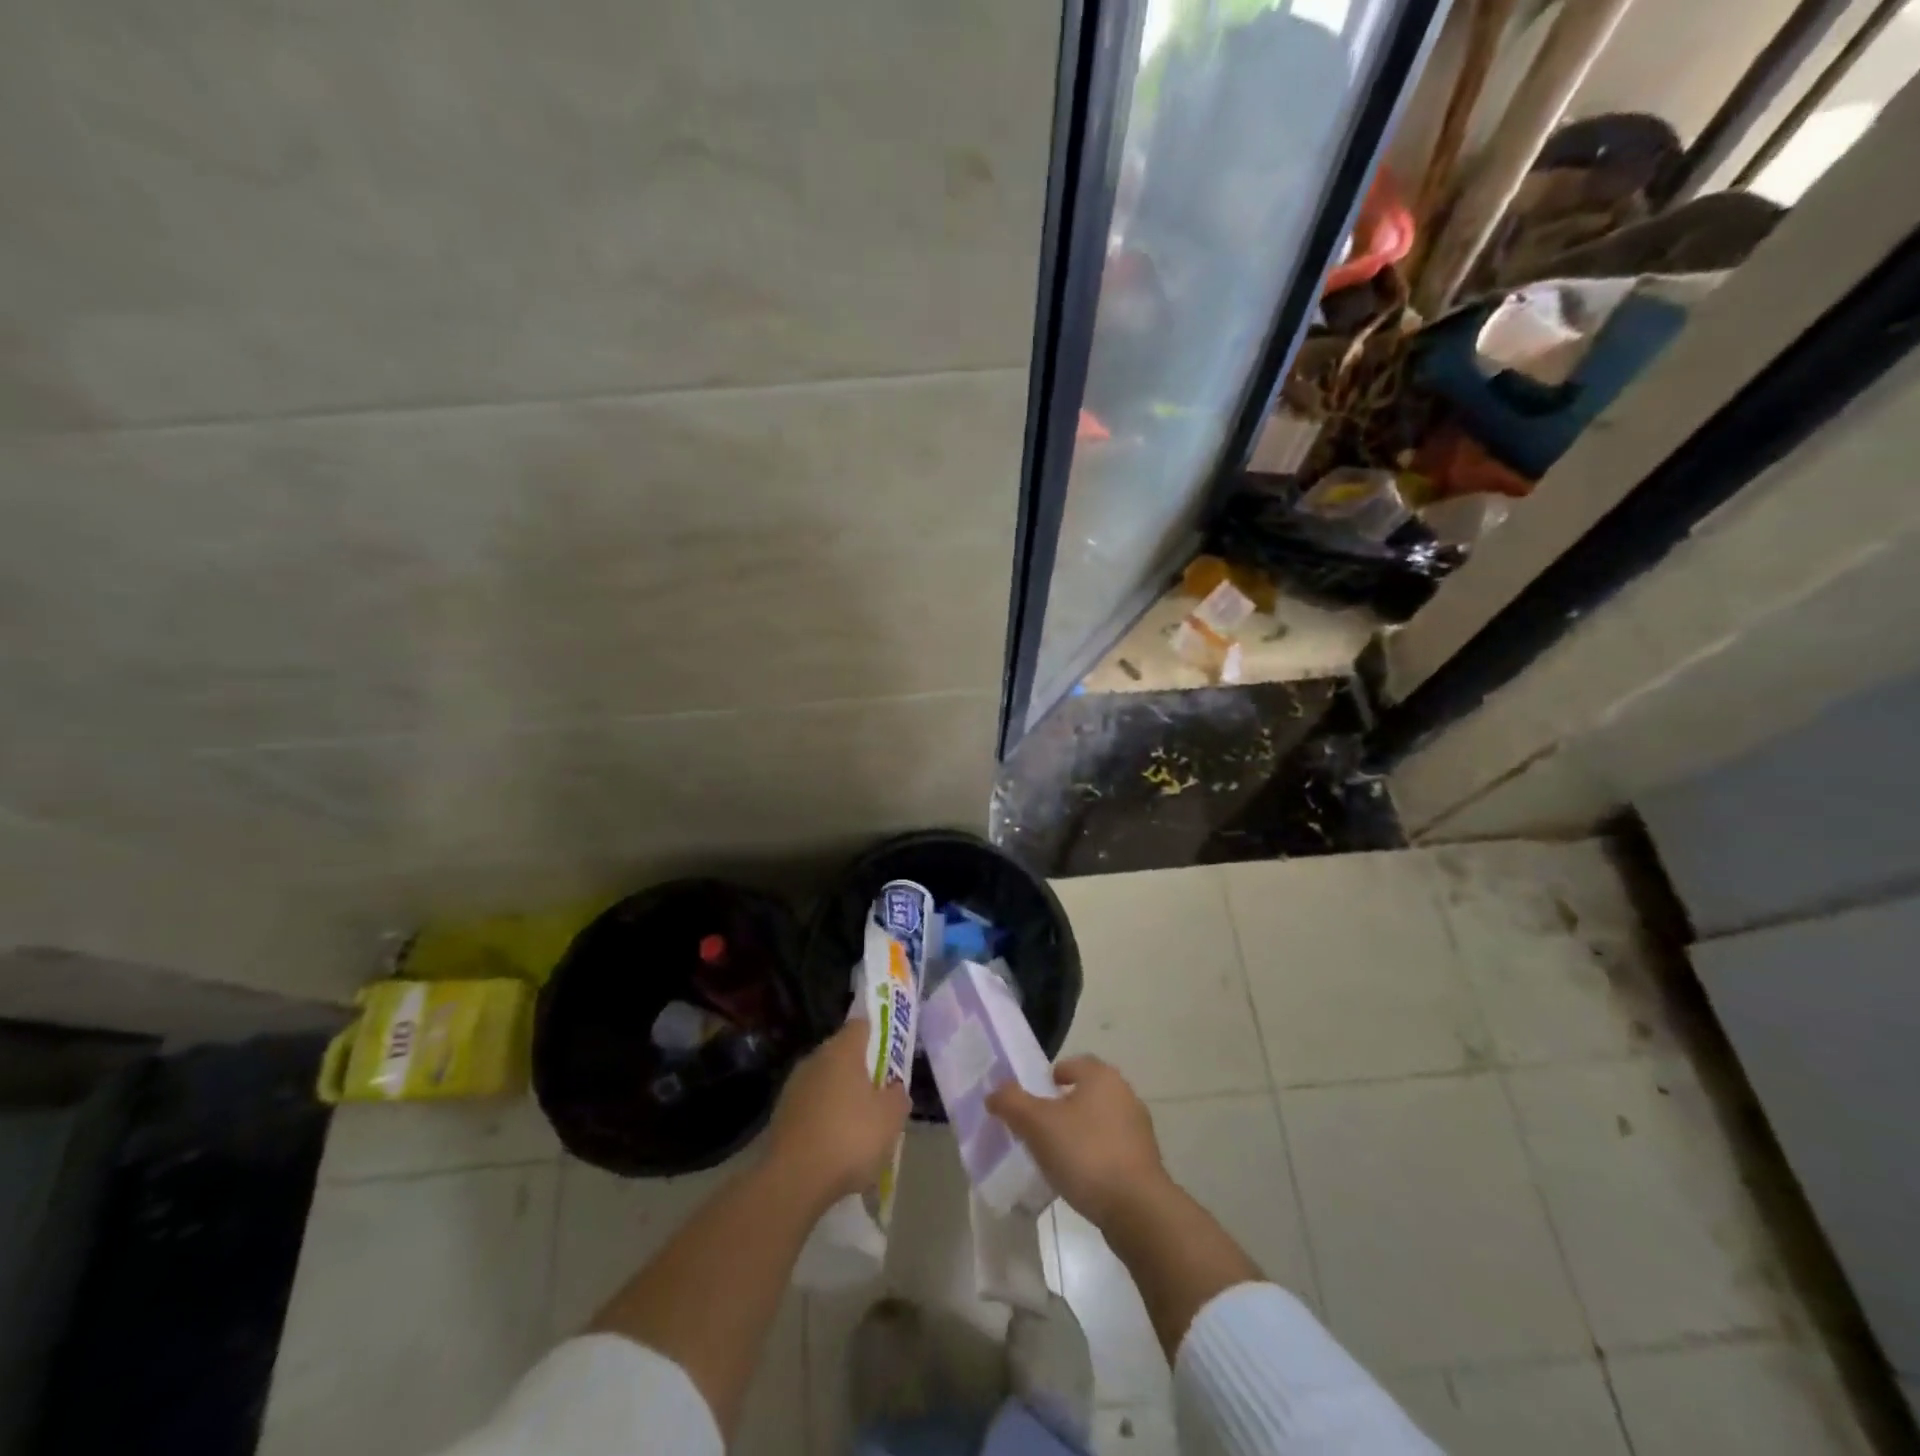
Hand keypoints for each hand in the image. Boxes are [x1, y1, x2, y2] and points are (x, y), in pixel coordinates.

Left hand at [767, 1019, 909, 1206]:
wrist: (793, 1180)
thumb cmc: (850, 1137)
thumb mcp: (891, 1118)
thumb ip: (898, 1096)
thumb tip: (894, 1088)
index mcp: (842, 1050)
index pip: (861, 1026)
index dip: (878, 1036)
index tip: (890, 1056)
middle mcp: (815, 1059)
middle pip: (842, 1055)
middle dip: (860, 1072)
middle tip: (879, 1097)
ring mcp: (794, 1087)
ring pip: (825, 1083)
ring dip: (840, 1098)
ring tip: (858, 1129)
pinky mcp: (780, 1116)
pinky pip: (811, 1109)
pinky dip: (823, 1121)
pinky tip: (835, 1148)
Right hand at [987, 1056, 1168, 1228]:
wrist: (1137, 1209)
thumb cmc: (1086, 1154)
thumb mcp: (1037, 1124)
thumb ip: (1012, 1103)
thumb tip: (994, 1092)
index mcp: (1102, 1076)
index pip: (1073, 1064)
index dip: (1051, 1078)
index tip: (1035, 1099)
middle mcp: (1125, 1094)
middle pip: (1087, 1092)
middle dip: (1064, 1107)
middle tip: (1040, 1128)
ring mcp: (1139, 1130)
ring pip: (1100, 1122)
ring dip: (1080, 1134)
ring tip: (1057, 1156)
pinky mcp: (1146, 1162)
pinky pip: (1112, 1150)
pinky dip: (1096, 1157)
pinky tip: (1080, 1179)